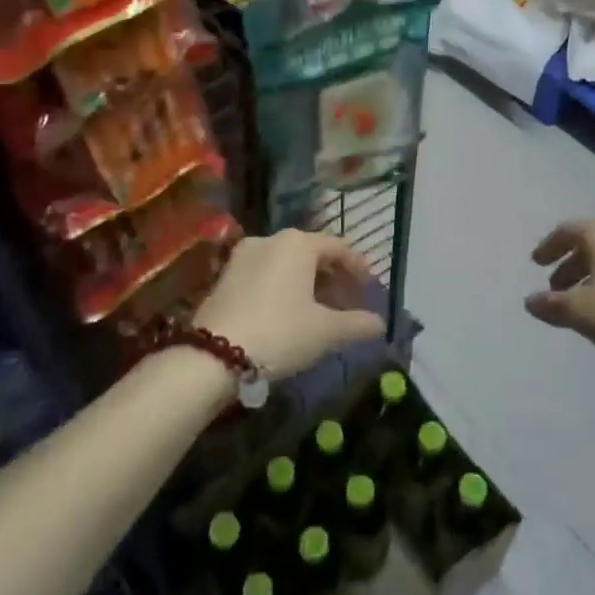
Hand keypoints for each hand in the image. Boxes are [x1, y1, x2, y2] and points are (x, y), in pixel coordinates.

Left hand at [195, 230, 385, 379]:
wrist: (213, 355)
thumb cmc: (280, 333)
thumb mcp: (325, 332)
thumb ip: (357, 324)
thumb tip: (381, 324)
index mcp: (299, 243)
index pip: (339, 247)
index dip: (358, 267)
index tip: (370, 288)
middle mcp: (272, 239)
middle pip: (312, 252)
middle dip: (332, 276)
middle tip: (346, 302)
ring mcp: (244, 254)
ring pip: (287, 262)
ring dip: (306, 282)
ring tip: (318, 310)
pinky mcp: (225, 274)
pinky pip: (265, 272)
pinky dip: (282, 286)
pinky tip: (287, 312)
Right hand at [524, 218, 594, 376]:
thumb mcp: (580, 312)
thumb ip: (550, 304)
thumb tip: (530, 301)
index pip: (567, 231)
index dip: (548, 247)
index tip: (536, 263)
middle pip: (591, 242)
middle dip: (570, 264)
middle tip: (556, 288)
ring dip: (593, 273)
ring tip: (583, 301)